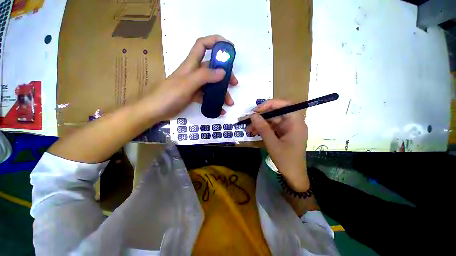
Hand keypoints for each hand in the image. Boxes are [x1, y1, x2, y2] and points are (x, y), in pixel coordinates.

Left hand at [141, 35, 237, 120]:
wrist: (156, 111)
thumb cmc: (169, 95)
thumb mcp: (187, 84)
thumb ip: (204, 77)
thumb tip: (223, 72)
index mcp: (191, 65)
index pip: (202, 45)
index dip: (215, 42)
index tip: (229, 48)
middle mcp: (194, 73)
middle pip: (213, 68)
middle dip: (225, 74)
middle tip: (234, 83)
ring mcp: (194, 85)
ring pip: (212, 84)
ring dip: (222, 92)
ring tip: (229, 103)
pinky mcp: (194, 95)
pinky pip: (207, 96)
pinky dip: (214, 102)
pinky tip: (220, 109)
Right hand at [246, 99, 309, 191]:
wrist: (293, 176)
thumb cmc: (286, 160)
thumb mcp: (272, 144)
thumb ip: (263, 128)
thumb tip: (253, 115)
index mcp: (296, 123)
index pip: (285, 105)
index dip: (270, 104)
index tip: (257, 110)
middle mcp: (293, 123)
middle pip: (276, 113)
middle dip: (261, 116)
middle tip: (248, 120)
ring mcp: (288, 128)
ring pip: (272, 120)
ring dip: (260, 124)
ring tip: (248, 129)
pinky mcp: (283, 133)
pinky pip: (272, 127)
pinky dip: (263, 129)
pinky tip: (254, 132)